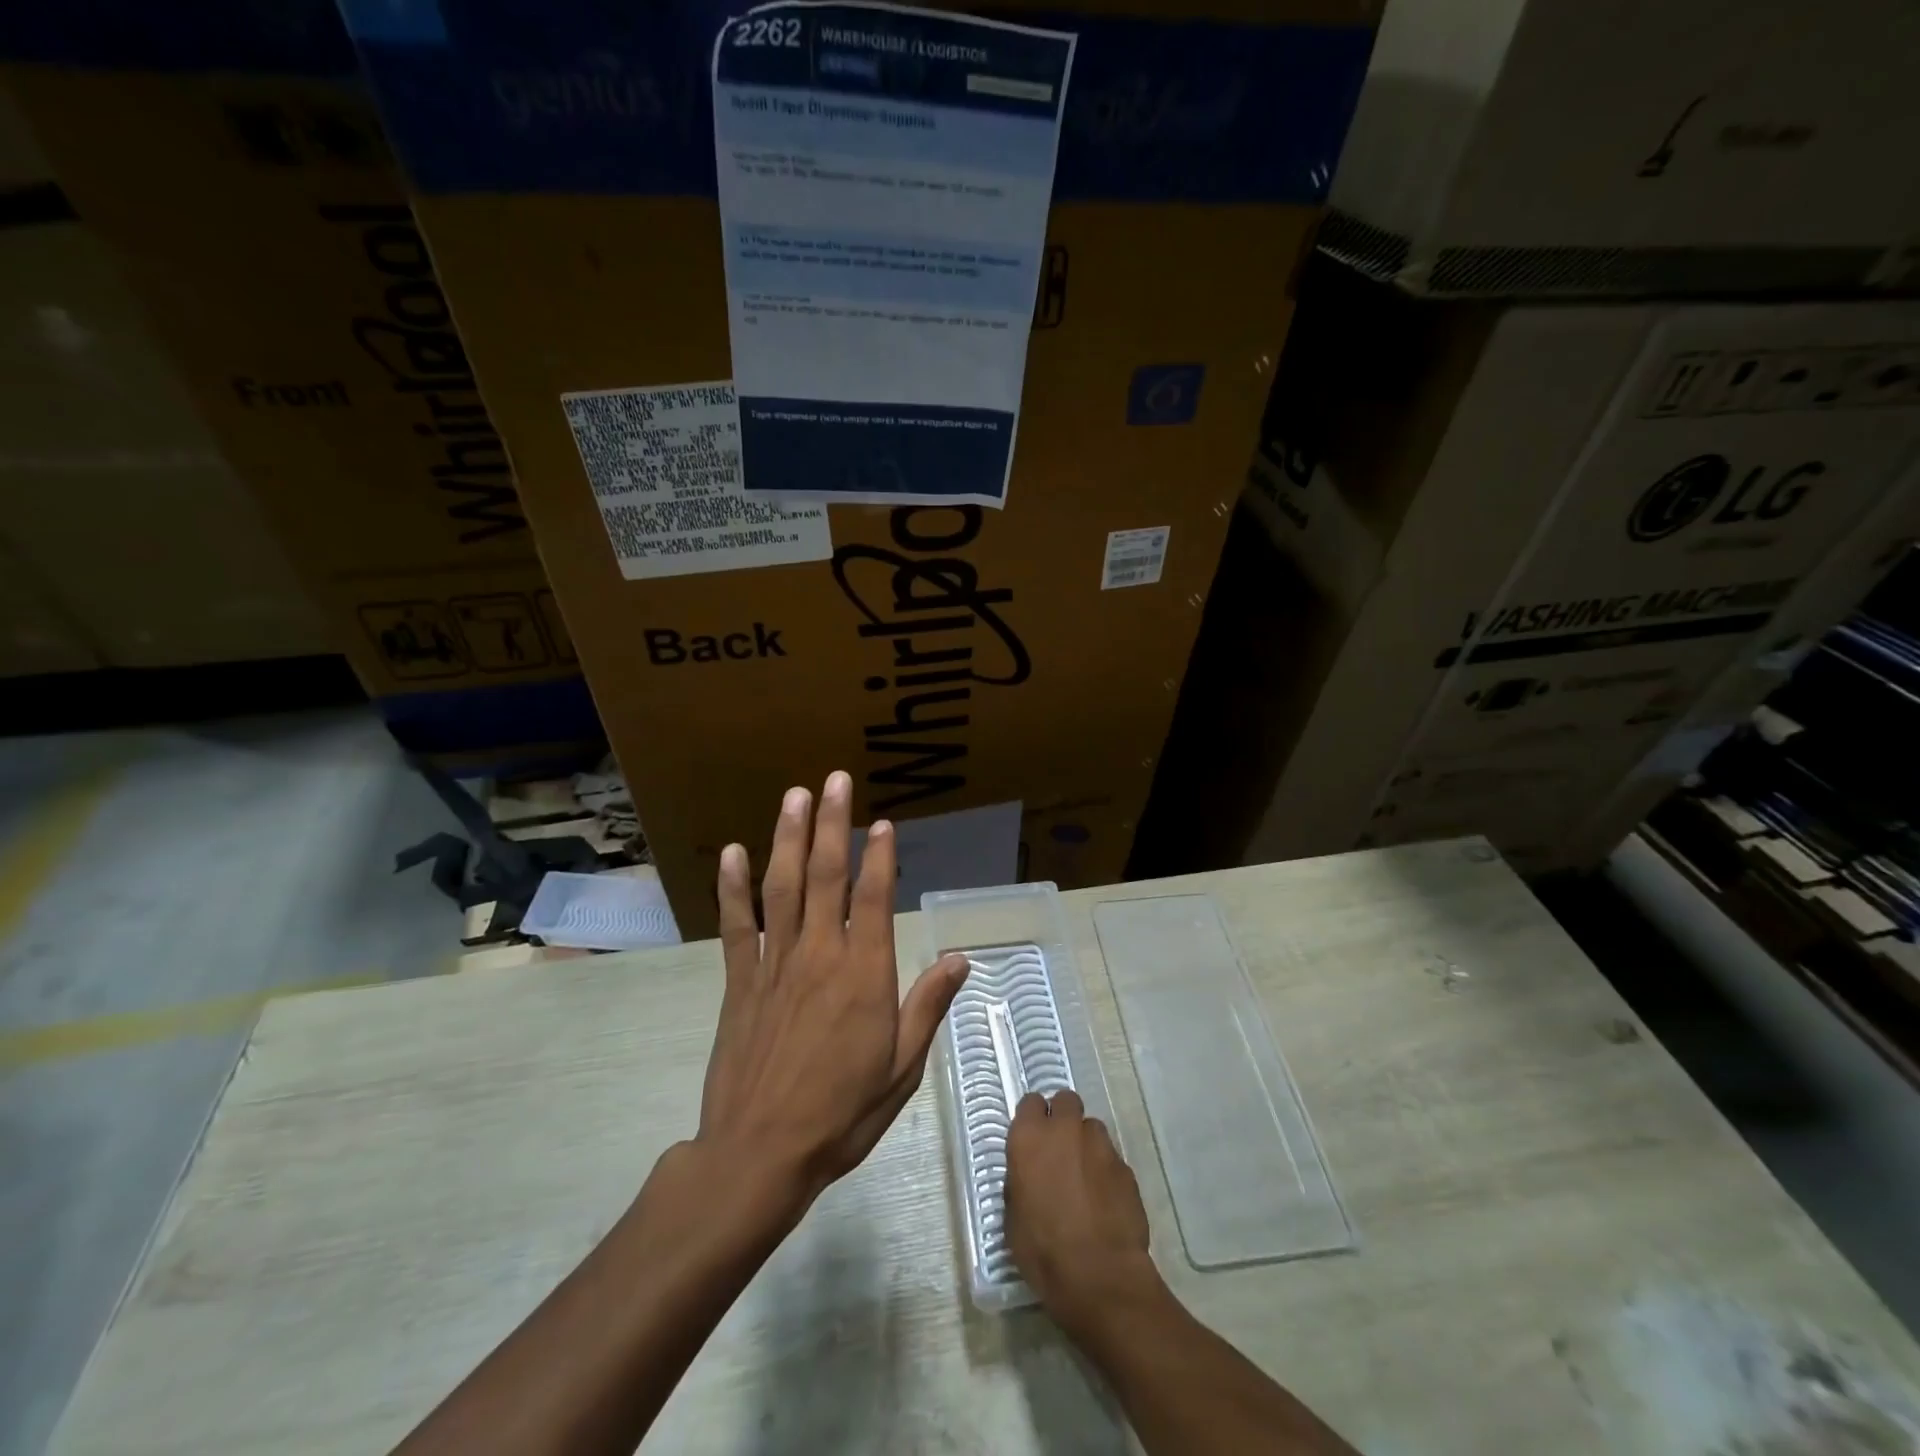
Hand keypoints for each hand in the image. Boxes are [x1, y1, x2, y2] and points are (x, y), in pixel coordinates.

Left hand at [697, 770, 968, 1214]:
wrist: (760, 1154)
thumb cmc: (842, 1113)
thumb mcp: (902, 1068)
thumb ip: (927, 1006)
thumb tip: (960, 957)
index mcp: (864, 975)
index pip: (874, 898)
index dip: (880, 855)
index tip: (883, 821)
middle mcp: (819, 955)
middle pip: (826, 876)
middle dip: (833, 824)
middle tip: (836, 780)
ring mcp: (774, 964)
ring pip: (782, 887)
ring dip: (788, 838)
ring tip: (796, 796)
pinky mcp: (739, 980)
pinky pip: (737, 924)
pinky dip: (733, 887)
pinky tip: (733, 853)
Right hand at [1006, 1089, 1157, 1326]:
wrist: (1099, 1277)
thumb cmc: (1043, 1250)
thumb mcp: (1013, 1216)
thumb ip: (1021, 1180)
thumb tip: (1030, 1173)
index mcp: (1030, 1137)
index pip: (1030, 1102)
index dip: (1033, 1118)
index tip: (1033, 1138)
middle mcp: (1065, 1130)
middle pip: (1066, 1100)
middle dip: (1063, 1117)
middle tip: (1060, 1149)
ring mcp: (1100, 1145)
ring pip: (1092, 1128)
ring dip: (1086, 1144)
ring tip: (1085, 1178)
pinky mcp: (1126, 1167)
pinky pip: (1112, 1159)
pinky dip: (1106, 1172)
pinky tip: (1104, 1201)